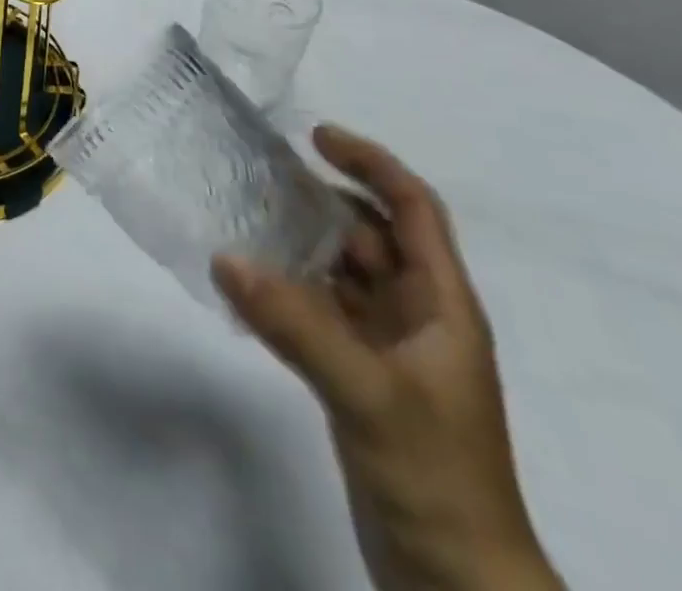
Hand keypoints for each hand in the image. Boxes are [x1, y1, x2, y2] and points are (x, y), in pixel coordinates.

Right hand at [213, 127, 560, 590]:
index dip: (370, 164)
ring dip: (299, 245)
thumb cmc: (436, 477)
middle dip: (321, 200)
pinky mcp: (359, 378)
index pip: (413, 209)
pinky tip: (247, 287)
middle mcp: (416, 317)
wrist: (457, 587)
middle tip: (259, 175)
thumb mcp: (368, 393)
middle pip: (370, 235)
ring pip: (341, 274)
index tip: (315, 136)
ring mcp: (387, 349)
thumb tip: (225, 257)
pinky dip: (287, 293)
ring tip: (242, 218)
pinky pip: (319, 313)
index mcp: (441, 306)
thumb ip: (296, 323)